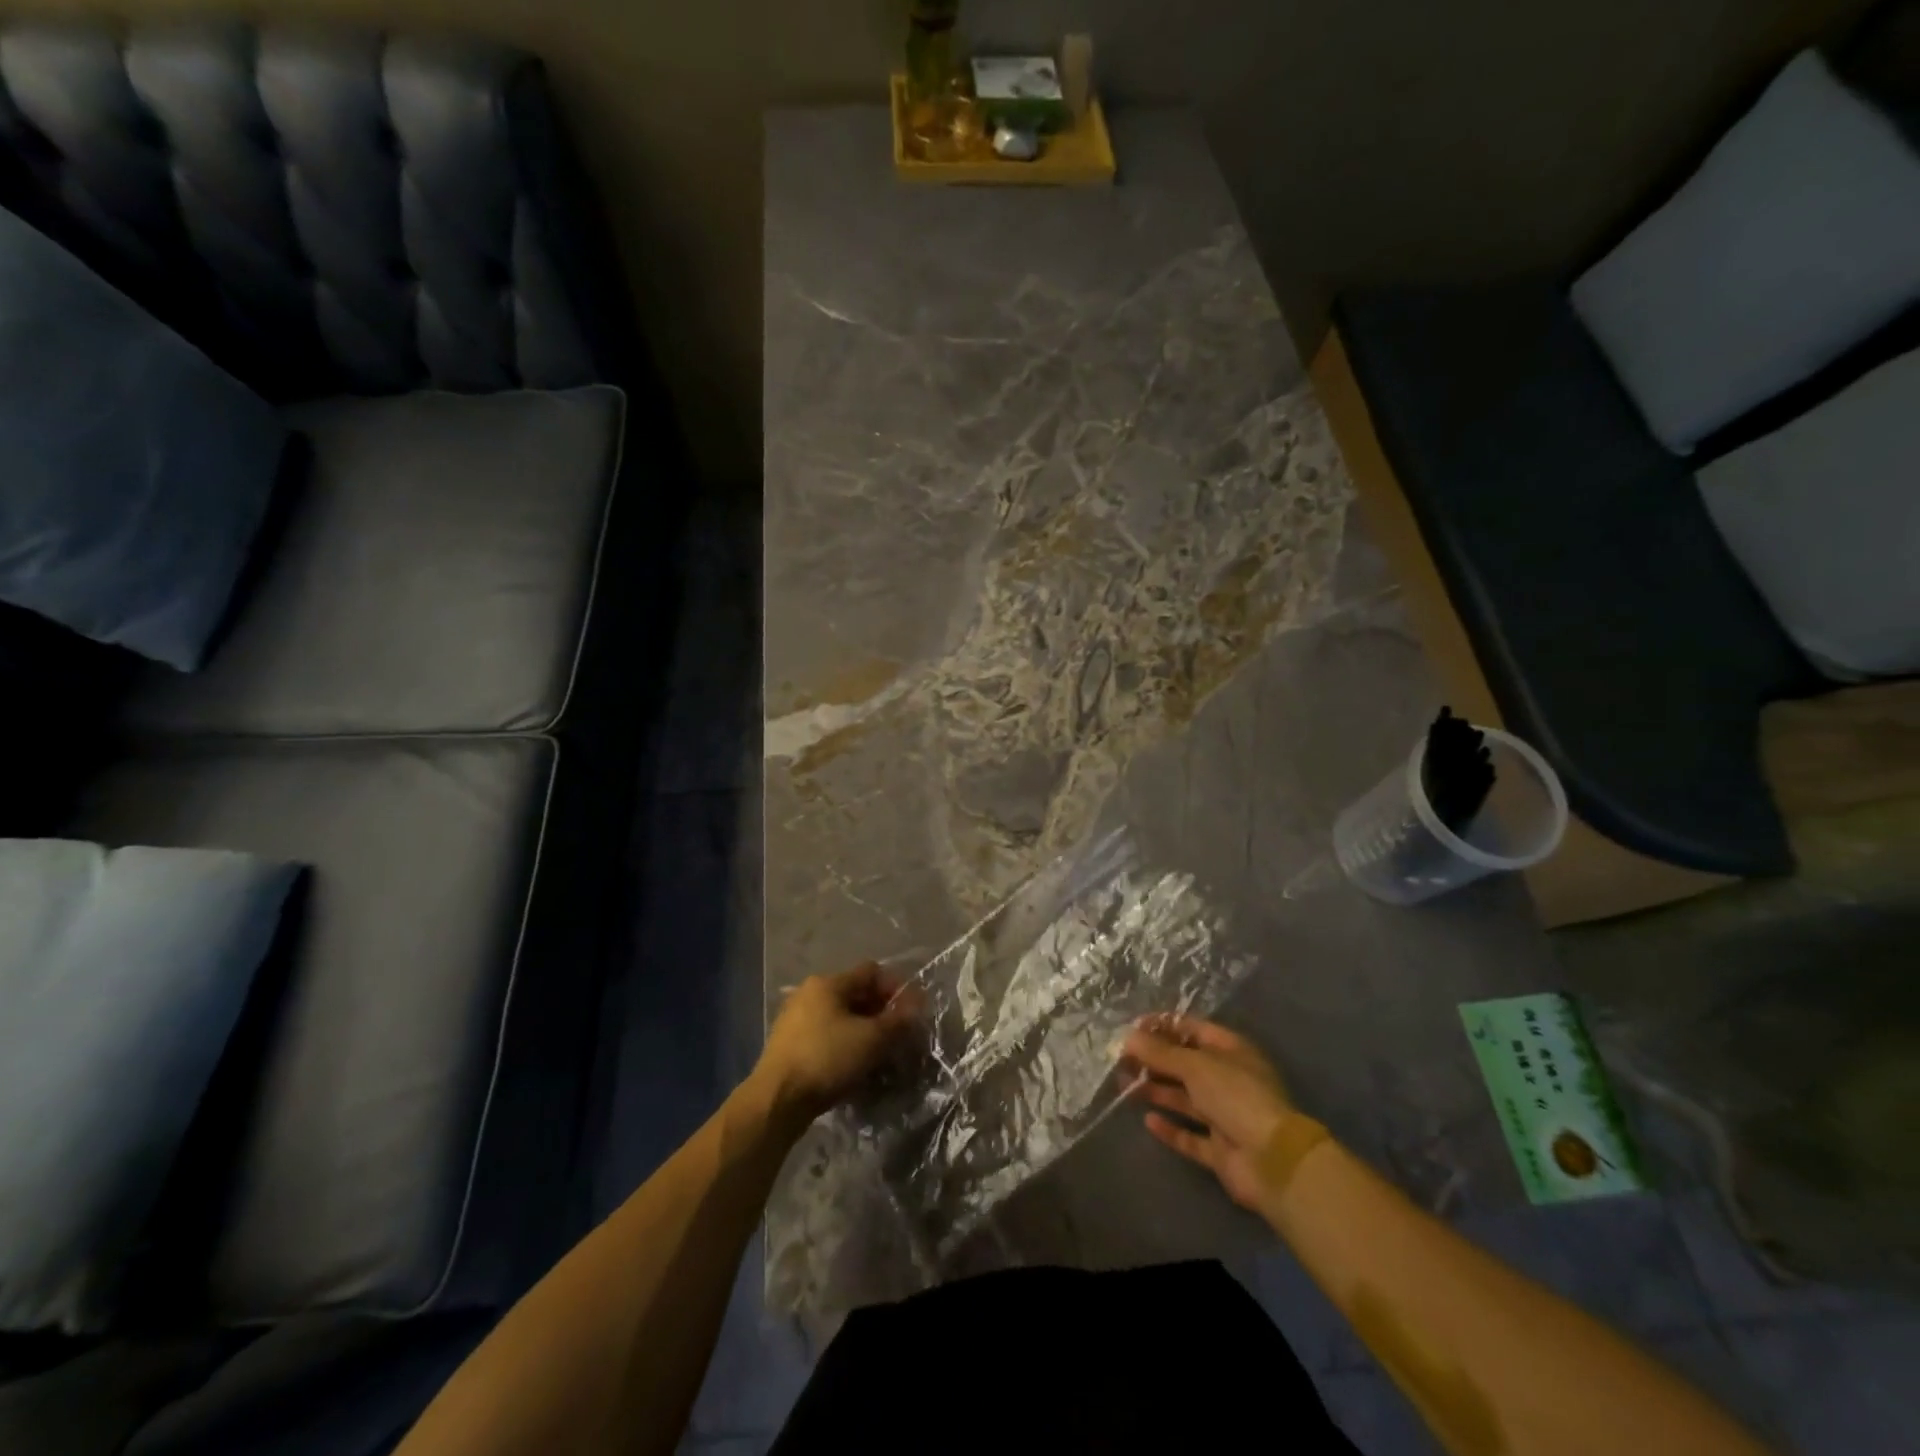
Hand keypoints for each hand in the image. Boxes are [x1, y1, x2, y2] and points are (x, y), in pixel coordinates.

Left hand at [754, 962, 920, 1127]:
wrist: (777, 1101)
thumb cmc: (827, 1058)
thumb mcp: (871, 1039)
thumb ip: (898, 1020)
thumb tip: (917, 1003)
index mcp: (828, 983)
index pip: (871, 972)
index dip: (895, 988)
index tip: (911, 1013)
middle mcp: (809, 993)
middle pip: (855, 994)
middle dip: (881, 1012)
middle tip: (898, 1036)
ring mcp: (796, 1019)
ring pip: (841, 1017)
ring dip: (863, 1031)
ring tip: (879, 1054)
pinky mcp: (789, 1045)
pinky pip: (826, 1036)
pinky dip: (844, 1045)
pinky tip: (854, 1066)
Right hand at [1122, 1015, 1295, 1211]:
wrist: (1272, 1161)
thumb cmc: (1236, 1097)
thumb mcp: (1195, 1066)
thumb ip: (1160, 1052)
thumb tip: (1128, 1037)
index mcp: (1231, 1051)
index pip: (1192, 1029)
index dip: (1162, 1026)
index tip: (1131, 1029)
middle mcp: (1228, 1080)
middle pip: (1185, 1064)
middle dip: (1154, 1061)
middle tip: (1121, 1061)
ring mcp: (1225, 1116)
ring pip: (1185, 1099)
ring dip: (1156, 1091)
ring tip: (1124, 1086)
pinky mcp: (1220, 1149)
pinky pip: (1190, 1135)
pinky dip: (1170, 1128)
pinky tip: (1149, 1121)